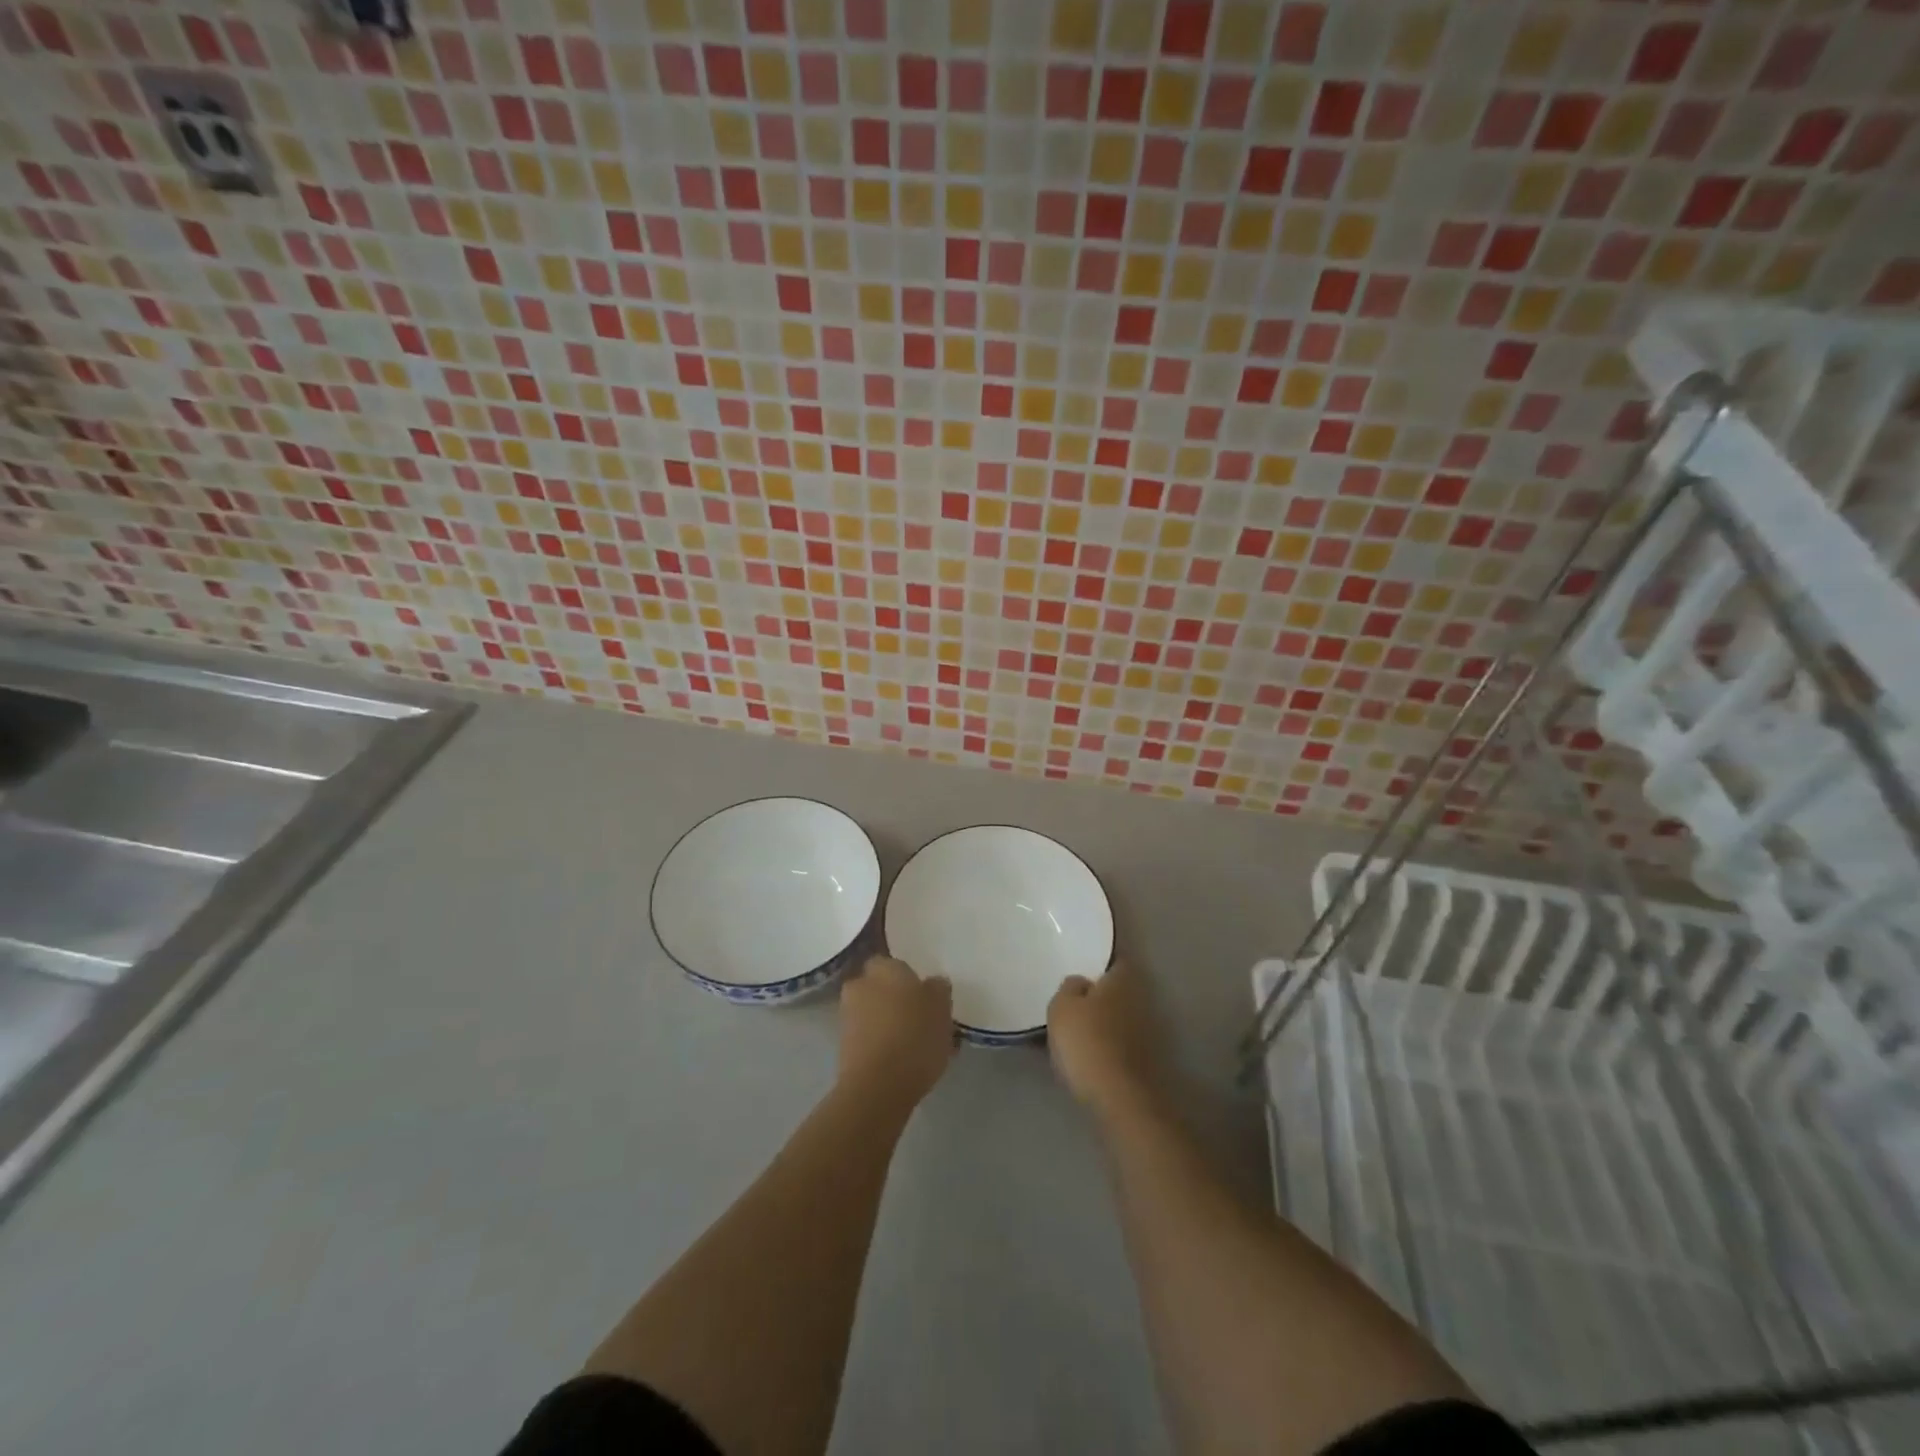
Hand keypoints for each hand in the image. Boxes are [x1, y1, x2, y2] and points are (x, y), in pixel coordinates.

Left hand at [837, 955, 954, 1107]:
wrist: (877, 1087)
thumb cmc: (914, 1037)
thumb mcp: (942, 1008)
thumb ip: (939, 989)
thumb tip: (933, 983)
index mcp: (884, 967)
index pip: (895, 963)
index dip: (910, 979)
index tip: (926, 996)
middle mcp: (860, 984)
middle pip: (882, 987)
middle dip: (897, 999)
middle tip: (922, 1018)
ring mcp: (847, 1015)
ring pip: (874, 1012)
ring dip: (889, 1022)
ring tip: (916, 1044)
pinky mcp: (843, 1046)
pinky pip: (869, 1036)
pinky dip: (882, 1043)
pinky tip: (903, 1061)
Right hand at [1047, 958, 1158, 1119]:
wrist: (1118, 1097)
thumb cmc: (1087, 1041)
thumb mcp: (1062, 1006)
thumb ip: (1070, 987)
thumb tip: (1081, 983)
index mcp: (1123, 979)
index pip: (1115, 961)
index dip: (1100, 964)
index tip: (1083, 969)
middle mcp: (1141, 999)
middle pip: (1118, 990)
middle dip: (1101, 994)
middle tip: (1075, 1000)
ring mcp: (1147, 1032)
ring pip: (1120, 1017)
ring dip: (1104, 1021)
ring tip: (1078, 1030)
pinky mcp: (1145, 1060)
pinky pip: (1120, 1042)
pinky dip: (1108, 1044)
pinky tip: (1089, 1054)